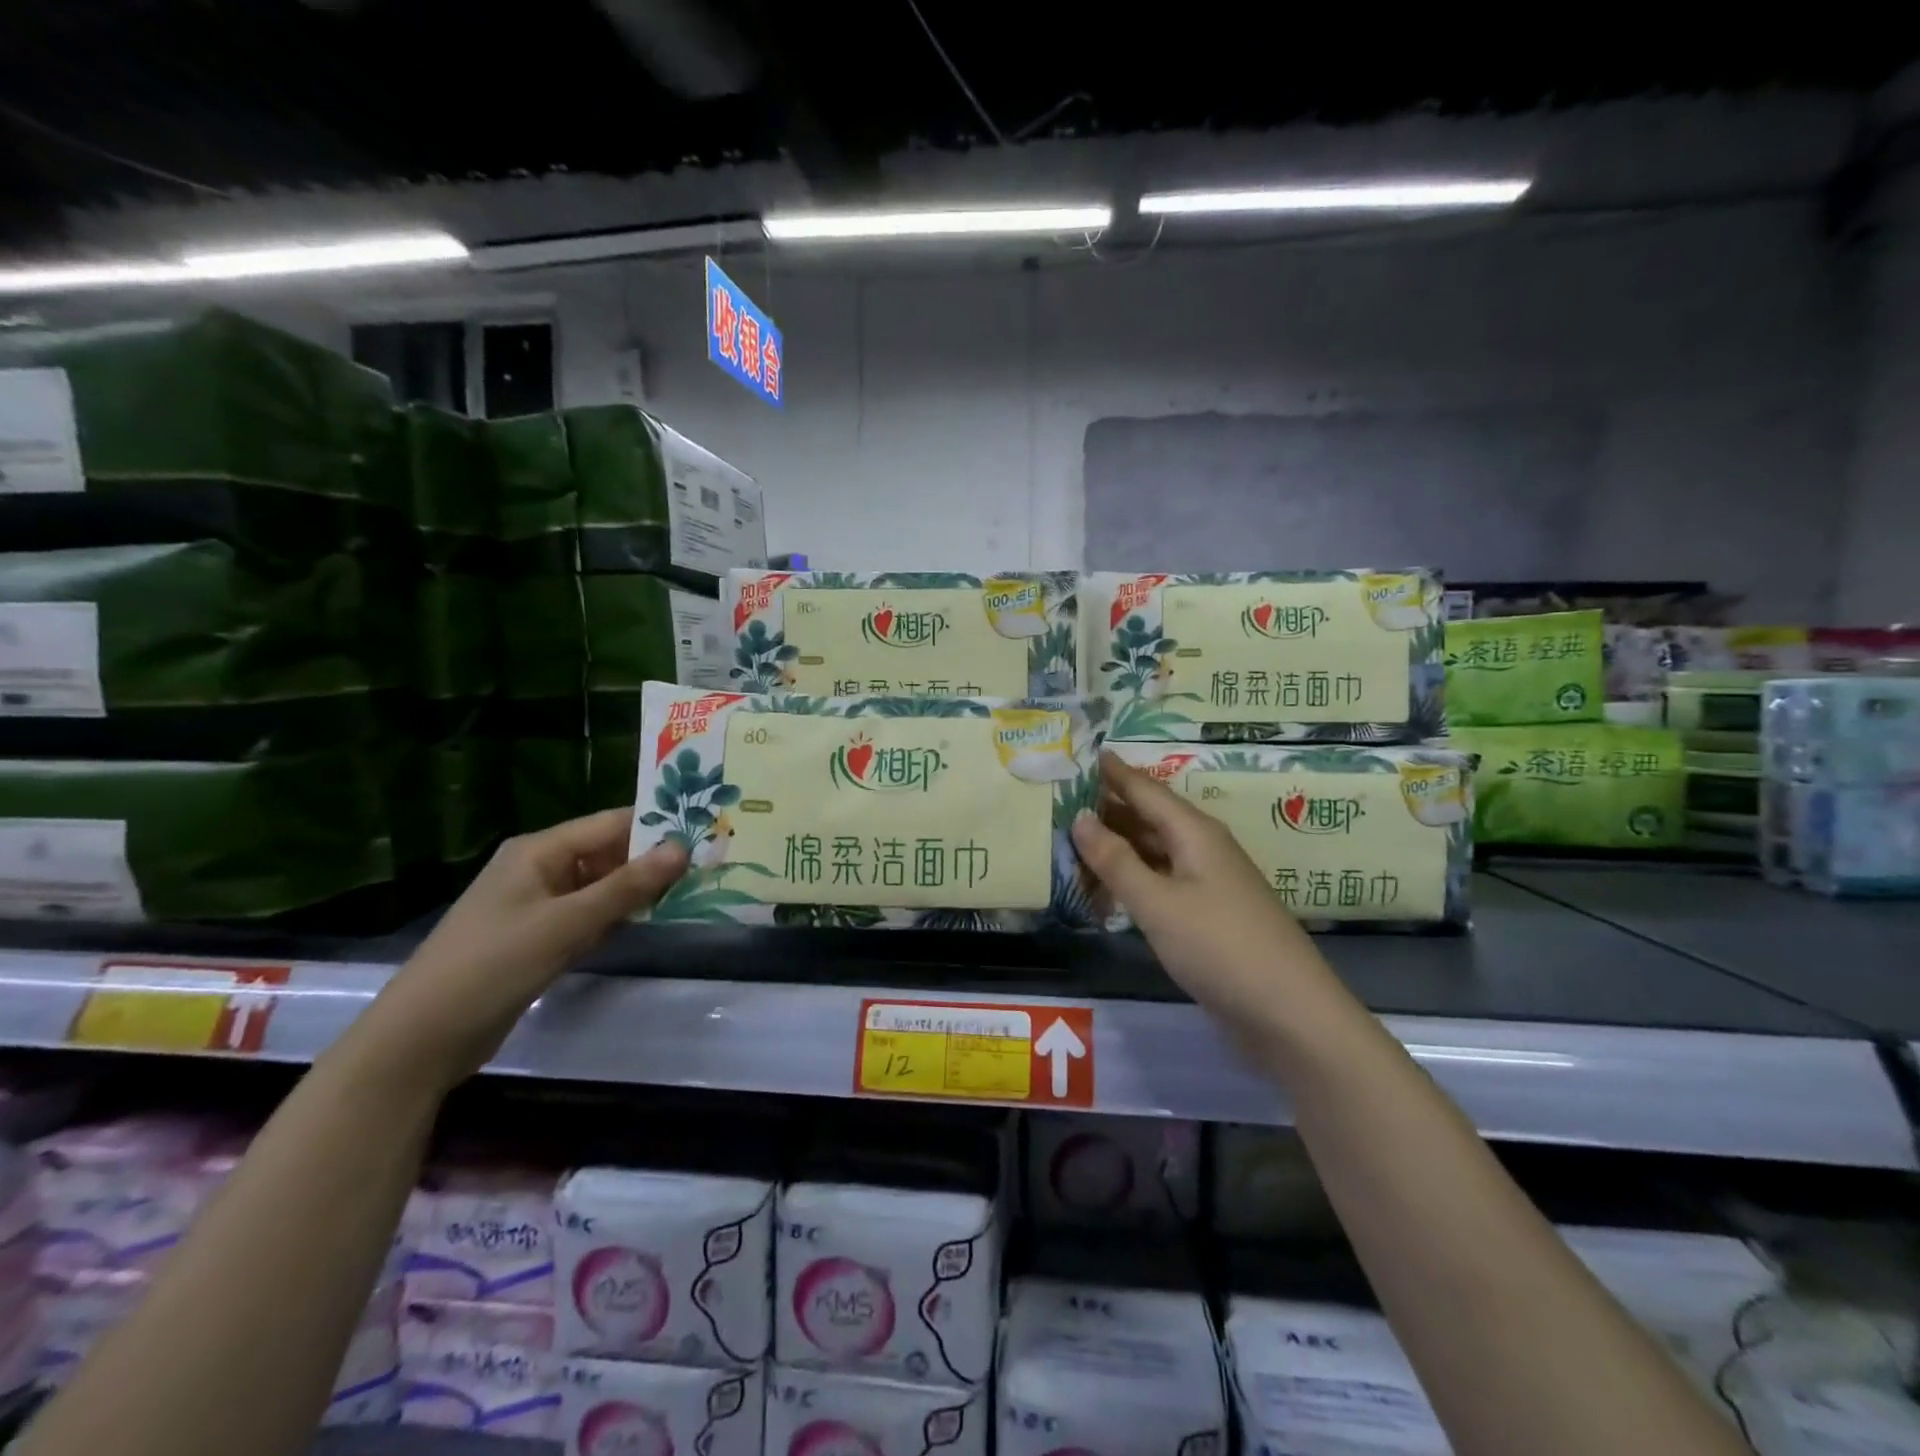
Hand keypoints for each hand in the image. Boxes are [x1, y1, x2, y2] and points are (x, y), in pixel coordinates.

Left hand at [368, 810, 687, 1085]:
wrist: (422, 1039)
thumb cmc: (494, 965)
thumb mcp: (567, 923)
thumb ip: (627, 886)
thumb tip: (682, 848)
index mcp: (539, 851)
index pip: (610, 824)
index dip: (655, 827)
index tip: (704, 834)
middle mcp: (540, 869)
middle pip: (607, 854)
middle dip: (651, 861)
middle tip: (706, 866)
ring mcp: (538, 905)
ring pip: (601, 887)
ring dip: (637, 891)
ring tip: (691, 891)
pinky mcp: (538, 937)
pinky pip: (588, 915)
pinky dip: (616, 918)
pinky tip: (649, 924)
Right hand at [1072, 754, 1329, 1028]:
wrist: (1288, 1014)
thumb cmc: (1219, 947)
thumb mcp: (1157, 902)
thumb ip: (1116, 860)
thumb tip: (1080, 817)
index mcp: (1194, 832)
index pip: (1145, 789)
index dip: (1113, 772)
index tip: (1081, 754)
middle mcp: (1202, 849)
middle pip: (1148, 818)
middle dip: (1108, 808)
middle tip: (1060, 800)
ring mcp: (1207, 883)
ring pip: (1153, 852)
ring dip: (1116, 847)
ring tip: (1071, 842)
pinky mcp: (1207, 915)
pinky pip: (1160, 882)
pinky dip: (1131, 880)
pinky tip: (1105, 890)